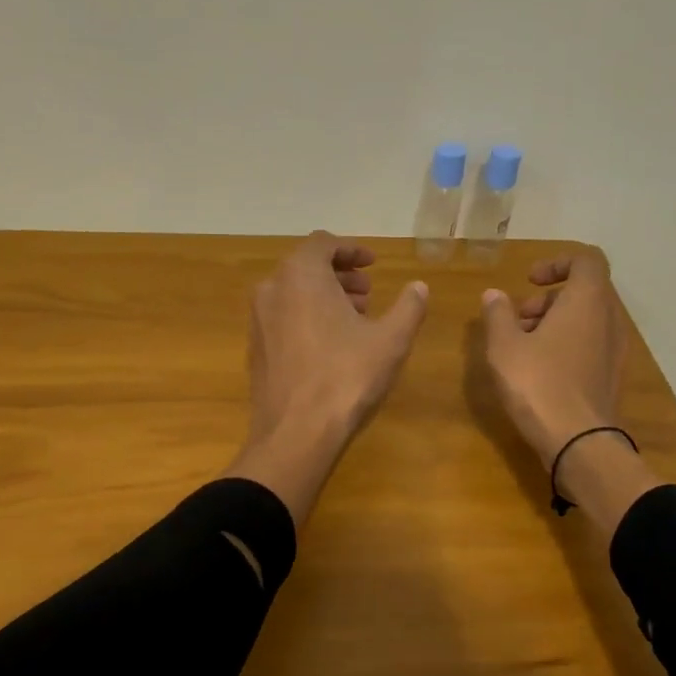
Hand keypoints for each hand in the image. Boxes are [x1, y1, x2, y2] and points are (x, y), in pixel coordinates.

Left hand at [224, 233, 429, 524]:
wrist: (295, 432)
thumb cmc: (346, 376)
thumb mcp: (390, 340)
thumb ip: (409, 307)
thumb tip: (420, 286)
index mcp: (301, 275)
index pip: (323, 243)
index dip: (351, 250)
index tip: (373, 264)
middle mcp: (272, 289)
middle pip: (306, 267)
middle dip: (339, 275)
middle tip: (368, 293)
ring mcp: (257, 320)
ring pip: (293, 294)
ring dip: (324, 297)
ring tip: (354, 319)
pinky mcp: (255, 349)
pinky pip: (283, 319)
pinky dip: (306, 318)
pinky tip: (330, 346)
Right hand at [479, 252, 626, 468]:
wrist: (579, 442)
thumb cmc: (539, 384)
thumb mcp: (504, 346)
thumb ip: (497, 314)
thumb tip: (494, 295)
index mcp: (588, 300)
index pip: (586, 260)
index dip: (557, 262)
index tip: (529, 281)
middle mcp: (609, 319)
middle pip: (584, 291)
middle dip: (549, 299)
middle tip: (517, 319)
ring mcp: (615, 349)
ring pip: (587, 320)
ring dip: (555, 323)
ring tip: (521, 346)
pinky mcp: (612, 375)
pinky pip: (590, 344)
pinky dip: (566, 344)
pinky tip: (538, 370)